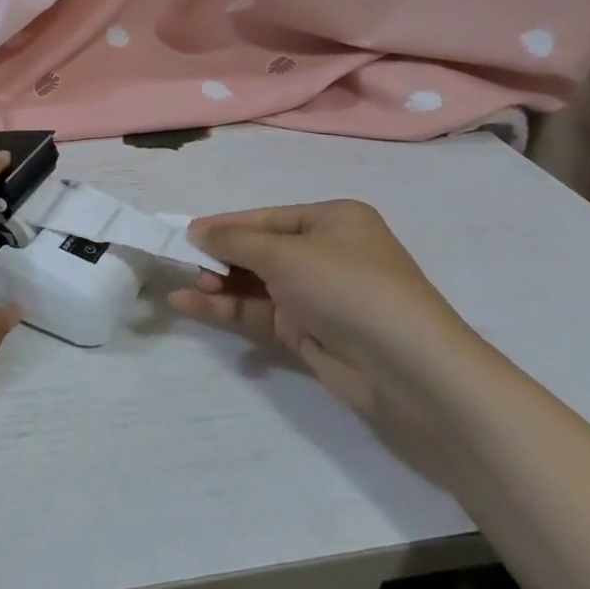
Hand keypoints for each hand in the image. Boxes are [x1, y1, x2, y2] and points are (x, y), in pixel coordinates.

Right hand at [168, 200, 496, 430]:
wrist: (408, 370)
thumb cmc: (348, 289)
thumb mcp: (285, 254)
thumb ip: (235, 241)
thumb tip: (197, 232)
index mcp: (333, 220)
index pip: (266, 218)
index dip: (224, 225)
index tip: (183, 233)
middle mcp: (326, 254)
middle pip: (259, 251)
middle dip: (220, 258)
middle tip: (181, 265)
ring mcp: (317, 295)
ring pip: (255, 284)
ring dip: (218, 286)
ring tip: (181, 289)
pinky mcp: (309, 332)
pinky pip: (259, 313)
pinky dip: (227, 309)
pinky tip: (190, 306)